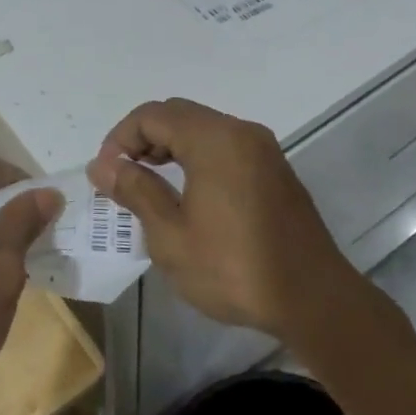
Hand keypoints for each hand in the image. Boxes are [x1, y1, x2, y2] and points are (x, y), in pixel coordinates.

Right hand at [85, 98, 358, 339]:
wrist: (313, 300)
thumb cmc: (234, 268)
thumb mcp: (171, 236)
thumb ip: (135, 191)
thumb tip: (102, 165)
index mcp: (215, 140)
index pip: (152, 115)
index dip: (120, 139)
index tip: (106, 175)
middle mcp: (241, 132)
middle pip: (178, 114)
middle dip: (142, 139)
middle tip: (122, 177)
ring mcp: (262, 149)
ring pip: (202, 129)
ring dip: (168, 147)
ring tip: (147, 184)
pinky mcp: (274, 169)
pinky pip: (224, 146)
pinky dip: (195, 157)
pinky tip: (185, 192)